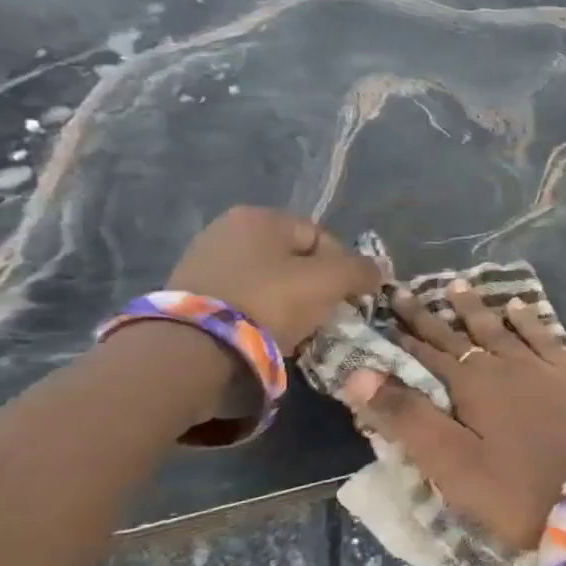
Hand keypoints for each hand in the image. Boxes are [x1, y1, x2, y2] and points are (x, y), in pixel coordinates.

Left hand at [166, 207, 381, 352]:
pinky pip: (242, 301)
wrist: (195, 349)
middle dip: (314, 287)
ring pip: (268, 282)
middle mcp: (227, 229)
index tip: (348, 299)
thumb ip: (360, 270)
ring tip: (296, 332)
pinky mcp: (189, 295)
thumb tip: (376, 270)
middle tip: (324, 317)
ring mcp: (203, 262)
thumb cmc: (269, 302)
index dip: (343, 268)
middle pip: (293, 260)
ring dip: (287, 304)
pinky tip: (265, 337)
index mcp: (260, 216)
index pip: (321, 237)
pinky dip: (259, 316)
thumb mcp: (329, 282)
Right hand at [349, 282, 565, 550]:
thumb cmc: (511, 488)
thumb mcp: (449, 461)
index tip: (381, 311)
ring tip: (458, 285)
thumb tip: (359, 373)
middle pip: (459, 335)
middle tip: (405, 290)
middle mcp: (503, 364)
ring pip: (500, 329)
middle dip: (429, 315)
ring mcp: (540, 368)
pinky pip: (544, 337)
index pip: (426, 353)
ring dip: (476, 309)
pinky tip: (520, 308)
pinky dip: (529, 321)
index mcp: (471, 385)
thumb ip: (406, 416)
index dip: (402, 335)